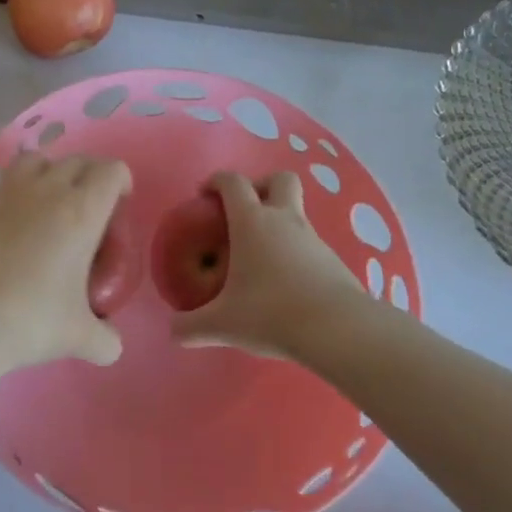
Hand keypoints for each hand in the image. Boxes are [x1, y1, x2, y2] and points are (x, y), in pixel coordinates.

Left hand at [0, 152, 131, 403]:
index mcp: (82, 211)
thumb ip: (105, 339)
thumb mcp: (78, 336)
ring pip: (36, 160)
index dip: (121, 182)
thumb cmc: (30, 319)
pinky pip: (2, 186)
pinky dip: (13, 196)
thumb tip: (112, 346)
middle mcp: (47, 191)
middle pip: (76, 160)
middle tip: (89, 211)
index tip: (118, 208)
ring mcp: (6, 193)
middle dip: (89, 177)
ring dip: (49, 173)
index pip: (111, 171)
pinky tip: (8, 228)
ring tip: (48, 205)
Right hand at [172, 171, 363, 359]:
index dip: (216, 181)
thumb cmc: (271, 314)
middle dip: (261, 186)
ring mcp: (313, 238)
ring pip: (297, 213)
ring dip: (279, 223)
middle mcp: (284, 220)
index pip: (233, 182)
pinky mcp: (333, 260)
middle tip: (244, 211)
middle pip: (279, 179)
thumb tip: (173, 331)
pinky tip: (285, 283)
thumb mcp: (223, 325)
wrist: (338, 330)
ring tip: (260, 257)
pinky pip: (309, 244)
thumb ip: (192, 326)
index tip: (204, 195)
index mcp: (252, 222)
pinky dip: (294, 252)